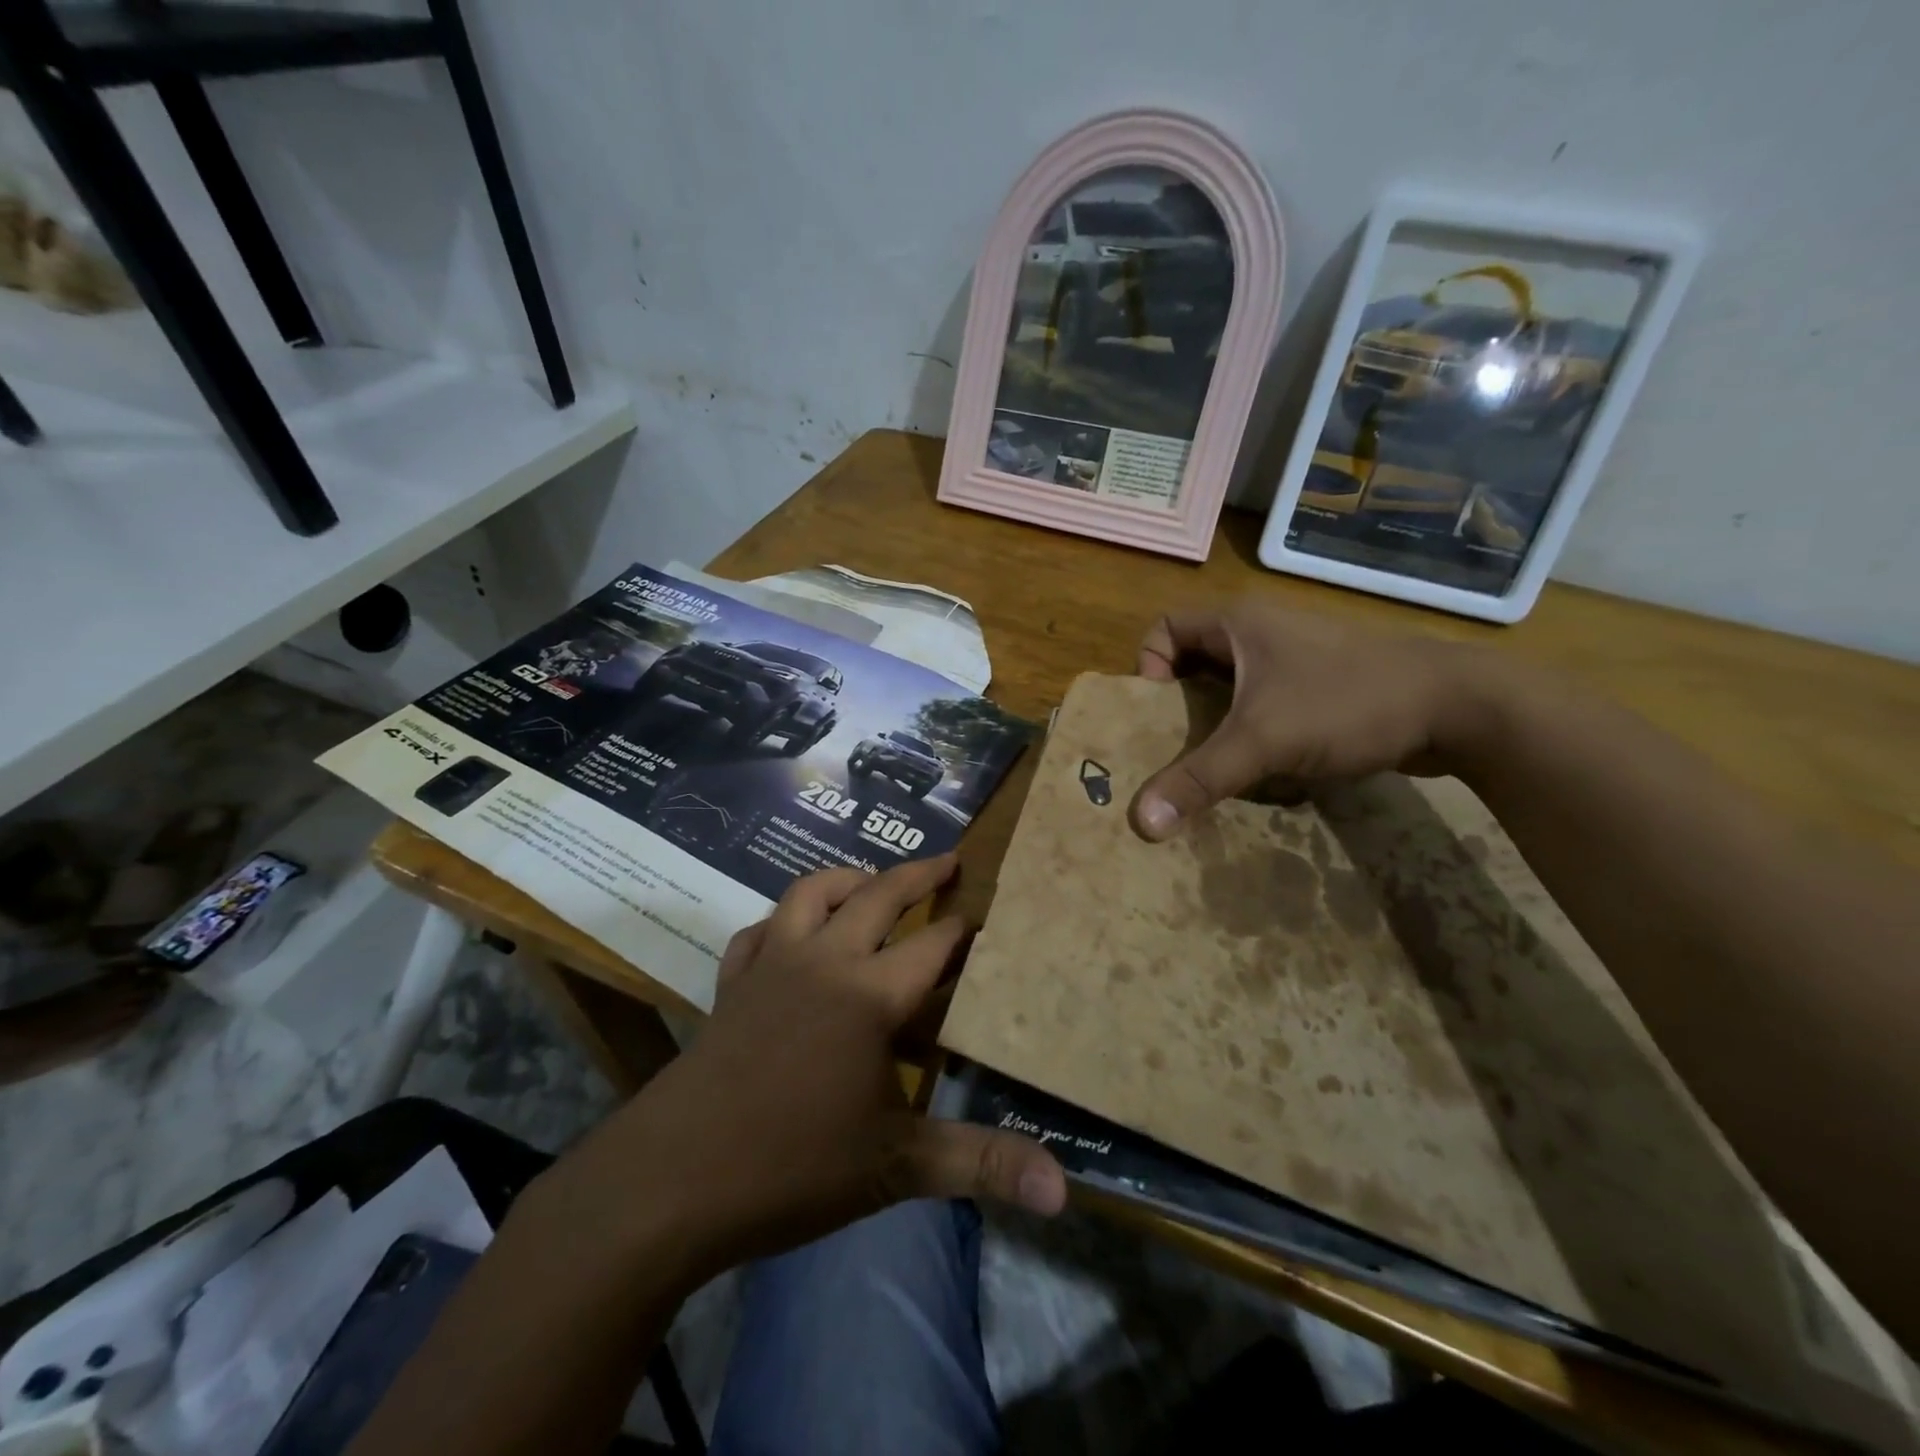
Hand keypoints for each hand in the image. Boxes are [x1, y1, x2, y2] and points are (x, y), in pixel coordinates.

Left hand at [531, 855, 1066, 1286]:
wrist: (671, 1180)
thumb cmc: (792, 1166)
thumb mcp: (897, 1167)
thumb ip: (980, 1164)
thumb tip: (1064, 1188)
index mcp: (869, 994)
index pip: (933, 944)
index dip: (964, 928)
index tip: (988, 916)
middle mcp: (824, 961)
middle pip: (878, 896)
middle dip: (919, 874)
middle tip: (948, 860)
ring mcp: (771, 965)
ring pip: (811, 893)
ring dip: (847, 878)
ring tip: (871, 881)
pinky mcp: (731, 984)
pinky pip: (758, 931)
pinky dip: (780, 921)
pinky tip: (788, 933)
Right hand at [1132, 600, 1492, 839]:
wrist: (1459, 707)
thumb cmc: (1348, 703)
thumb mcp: (1264, 741)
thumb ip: (1199, 779)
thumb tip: (1140, 823)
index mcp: (1238, 624)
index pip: (1164, 629)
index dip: (1147, 666)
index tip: (1157, 711)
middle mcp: (1261, 634)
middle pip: (1193, 664)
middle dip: (1178, 708)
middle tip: (1170, 751)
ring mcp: (1294, 660)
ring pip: (1231, 690)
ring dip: (1216, 727)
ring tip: (1211, 767)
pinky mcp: (1320, 689)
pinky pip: (1264, 707)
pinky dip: (1252, 735)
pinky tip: (1260, 770)